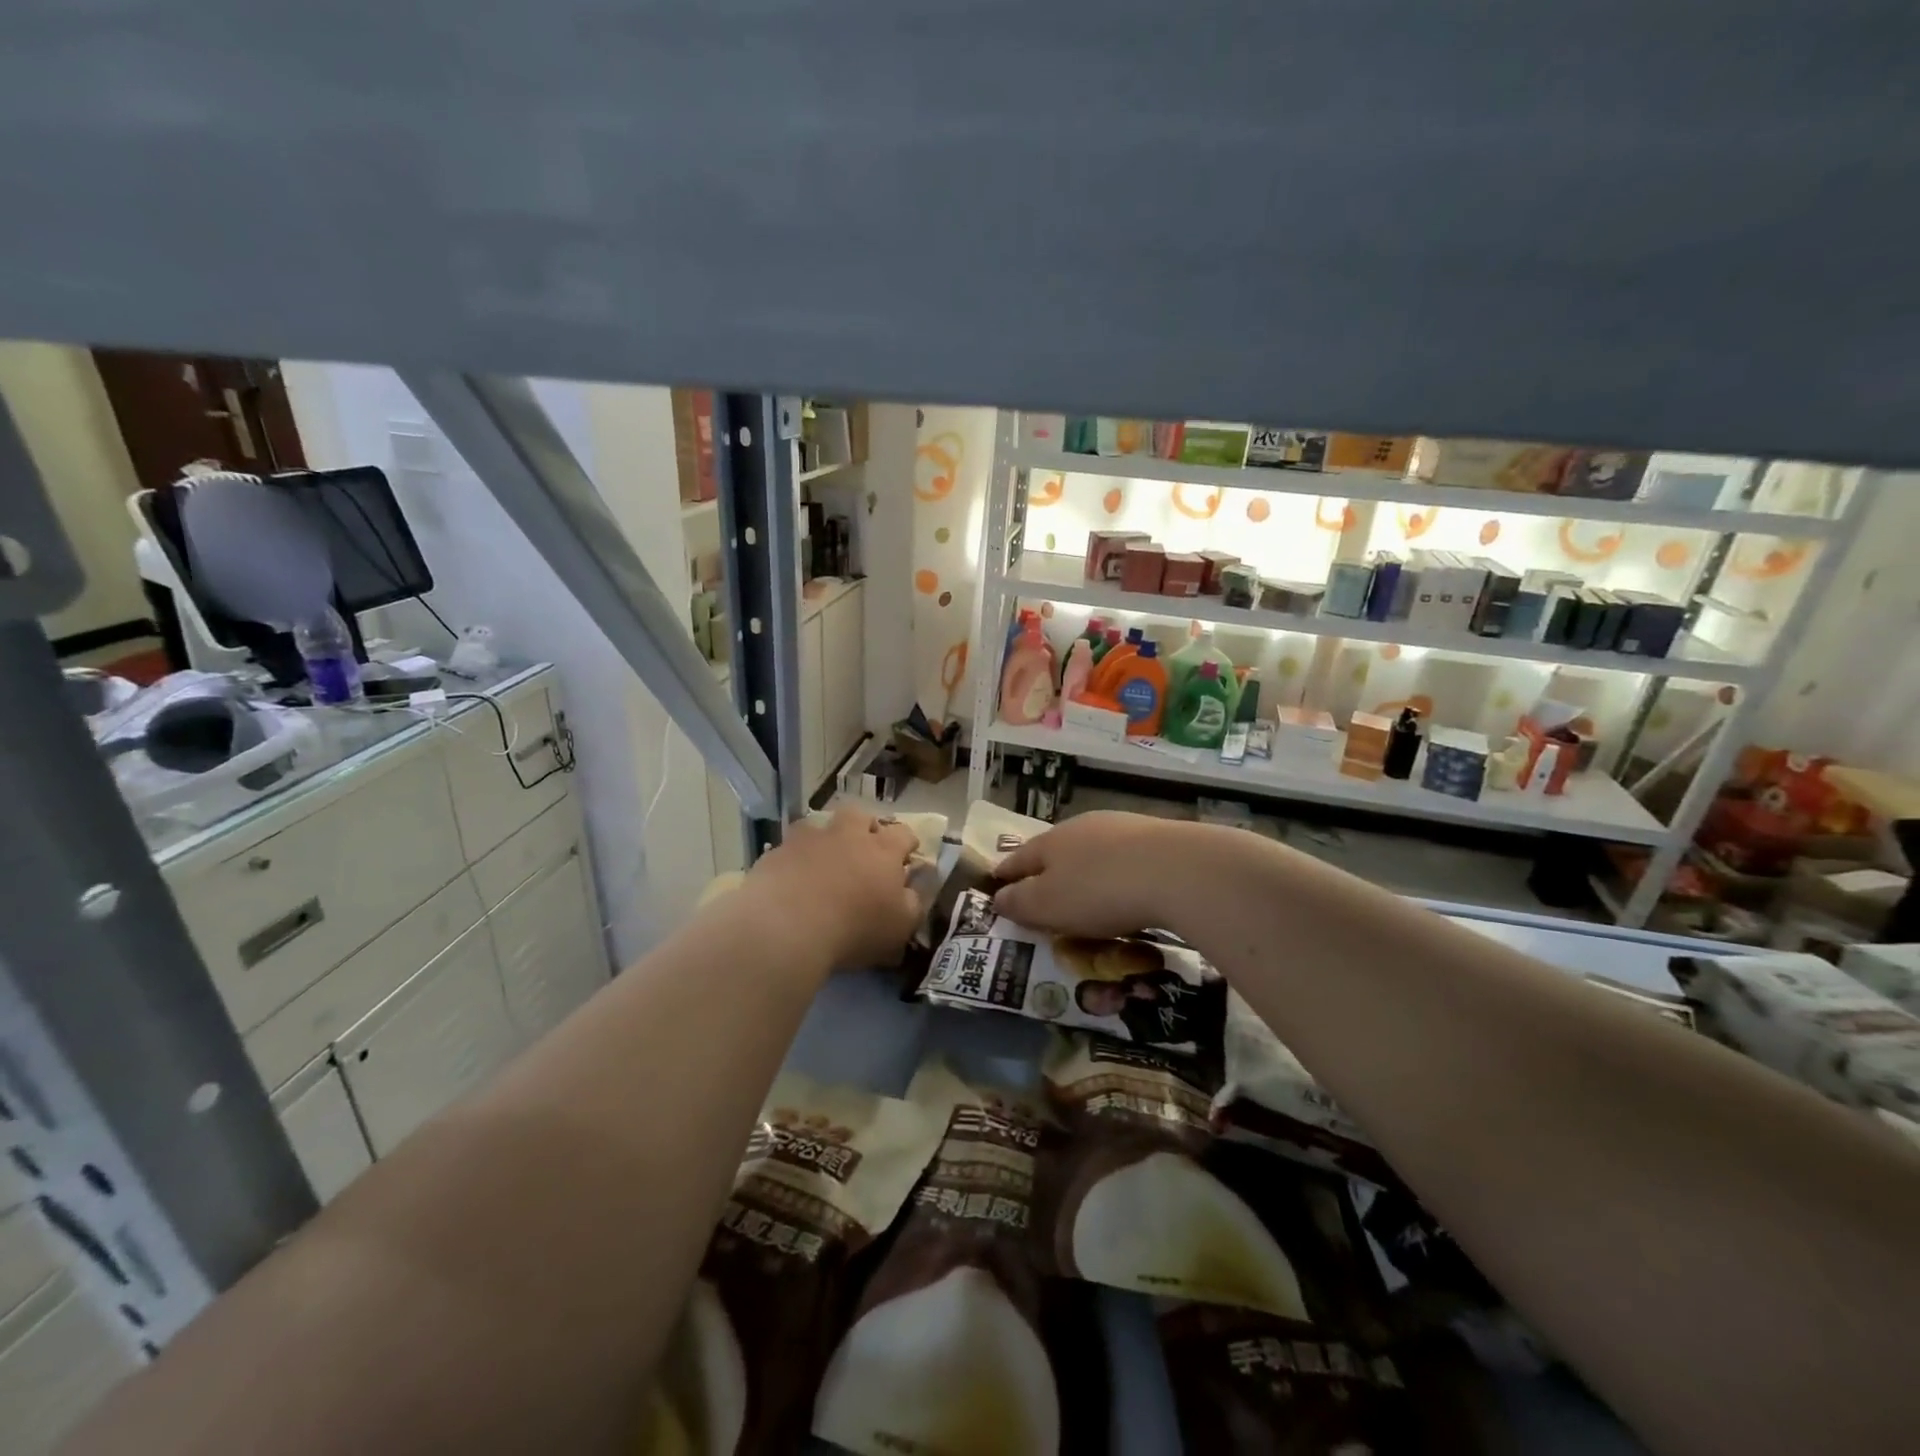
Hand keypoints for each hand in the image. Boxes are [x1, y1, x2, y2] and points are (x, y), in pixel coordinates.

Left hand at [741, 807, 923, 970]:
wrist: (787, 926)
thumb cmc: (854, 928)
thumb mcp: (900, 926)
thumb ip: (912, 903)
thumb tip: (912, 890)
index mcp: (883, 850)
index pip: (903, 834)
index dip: (907, 843)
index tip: (906, 856)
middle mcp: (847, 835)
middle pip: (860, 816)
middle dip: (865, 827)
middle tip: (863, 849)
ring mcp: (809, 840)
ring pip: (820, 825)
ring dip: (826, 839)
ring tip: (823, 861)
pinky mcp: (777, 852)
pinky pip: (789, 848)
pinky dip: (795, 859)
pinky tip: (792, 879)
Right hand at [992, 811, 1200, 937]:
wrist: (1178, 870)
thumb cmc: (1100, 891)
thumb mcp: (1049, 905)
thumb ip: (1021, 902)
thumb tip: (998, 897)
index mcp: (1051, 842)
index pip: (1020, 858)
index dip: (1007, 873)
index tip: (997, 883)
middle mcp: (1082, 827)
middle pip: (1056, 849)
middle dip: (1047, 869)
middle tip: (1043, 891)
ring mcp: (1121, 828)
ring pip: (1092, 850)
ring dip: (1085, 869)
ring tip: (1086, 892)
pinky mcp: (1156, 837)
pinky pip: (1125, 858)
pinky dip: (1118, 873)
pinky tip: (1126, 888)